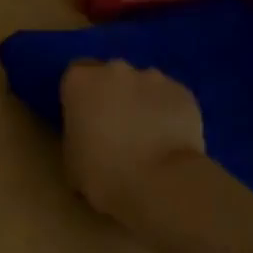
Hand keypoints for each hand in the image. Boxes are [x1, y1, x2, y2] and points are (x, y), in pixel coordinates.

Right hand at [60, 61, 206, 218]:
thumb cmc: (102, 174)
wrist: (159, 183)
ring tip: (148, 138)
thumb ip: (76, 133)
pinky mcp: (183, 92)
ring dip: (142, 103)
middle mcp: (115, 69)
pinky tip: (169, 141)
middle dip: (113, 96)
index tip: (85, 120)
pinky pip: (169, 99)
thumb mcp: (69, 158)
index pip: (75, 76)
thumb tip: (87, 134)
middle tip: (116, 129)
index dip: (81, 98)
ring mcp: (153, 77)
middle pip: (111, 76)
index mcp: (80, 81)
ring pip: (143, 85)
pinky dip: (167, 113)